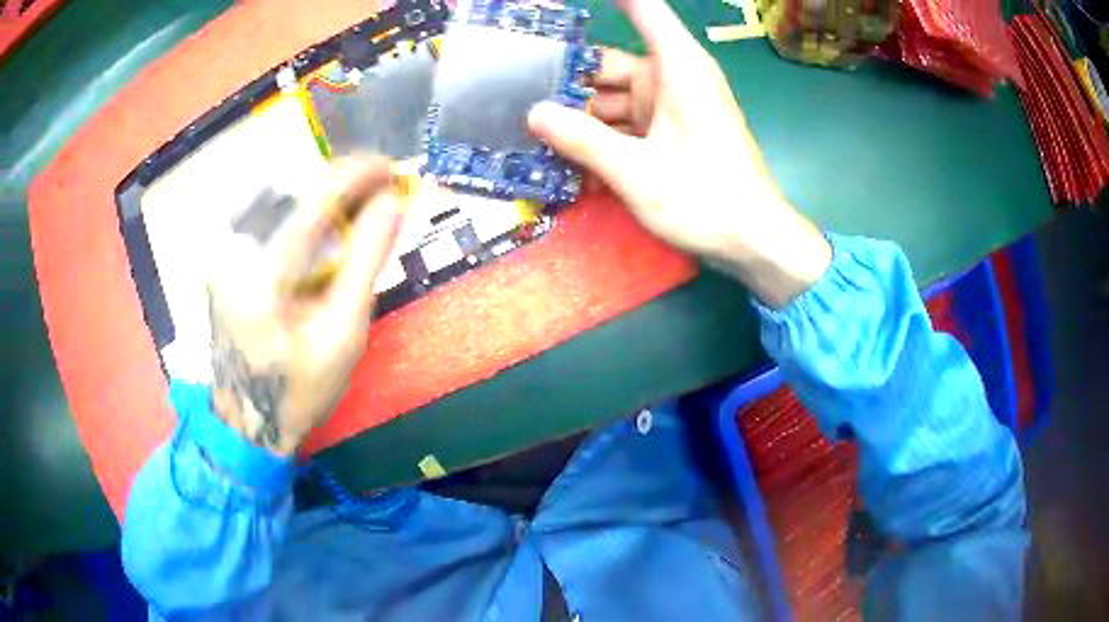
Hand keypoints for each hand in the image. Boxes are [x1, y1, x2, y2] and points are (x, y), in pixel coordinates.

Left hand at [207, 157, 403, 455]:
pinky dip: (302, 220)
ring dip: (323, 200)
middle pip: (294, 195)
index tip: (391, 167)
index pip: (313, 200)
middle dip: (342, 185)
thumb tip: (393, 202)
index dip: (356, 175)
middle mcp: (234, 253)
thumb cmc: (300, 389)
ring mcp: (223, 258)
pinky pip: (267, 226)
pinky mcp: (223, 265)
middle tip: (381, 190)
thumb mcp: (342, 333)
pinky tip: (323, 232)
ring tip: (358, 207)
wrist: (249, 424)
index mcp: (263, 274)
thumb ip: (366, 262)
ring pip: (280, 206)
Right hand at [528, 0, 830, 307]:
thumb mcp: (636, 170)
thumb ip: (582, 139)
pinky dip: (601, 140)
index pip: (642, 9)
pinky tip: (568, 164)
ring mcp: (670, 108)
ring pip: (612, 101)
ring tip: (529, 137)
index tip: (560, 7)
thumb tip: (534, 113)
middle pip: (607, 66)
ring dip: (578, 120)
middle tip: (514, 98)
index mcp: (675, 67)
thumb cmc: (705, 197)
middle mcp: (671, 79)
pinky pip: (626, 127)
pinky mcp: (669, 135)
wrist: (754, 241)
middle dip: (565, 82)